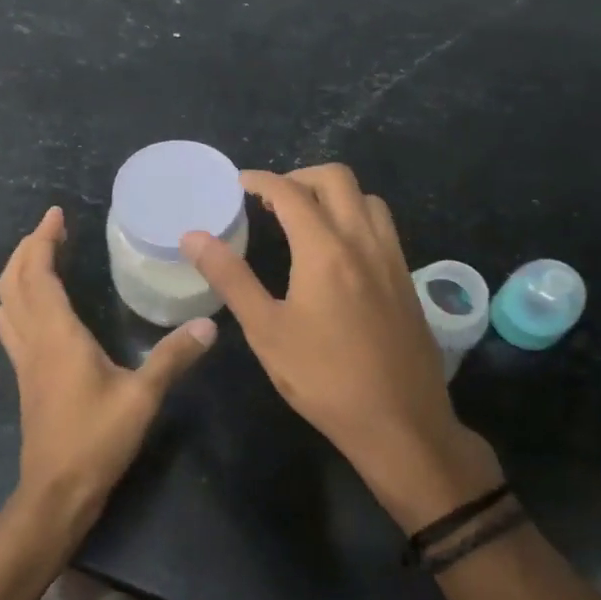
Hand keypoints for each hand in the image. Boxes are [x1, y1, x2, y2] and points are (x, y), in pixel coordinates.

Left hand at [0, 207, 215, 518]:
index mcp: (56, 334)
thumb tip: (208, 325)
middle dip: (28, 249)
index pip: (38, 273)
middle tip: (52, 229)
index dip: (43, 239)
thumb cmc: (96, 440)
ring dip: (19, 273)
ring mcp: (24, 360)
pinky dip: (20, 300)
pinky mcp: (26, 378)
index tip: (57, 214)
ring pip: (7, 303)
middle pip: (13, 281)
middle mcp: (33, 339)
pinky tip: (41, 307)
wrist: (56, 491)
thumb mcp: (142, 397)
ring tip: (42, 258)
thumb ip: (172, 357)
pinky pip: (13, 325)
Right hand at [181, 166, 503, 532]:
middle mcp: (364, 242)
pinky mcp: (407, 280)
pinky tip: (337, 252)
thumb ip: (230, 277)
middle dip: (299, 177)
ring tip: (304, 219)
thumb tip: (193, 236)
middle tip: (270, 199)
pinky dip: (355, 216)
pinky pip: (382, 226)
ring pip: (367, 199)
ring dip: (333, 194)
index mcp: (325, 250)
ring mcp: (392, 259)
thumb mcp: (266, 330)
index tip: (239, 183)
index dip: (261, 180)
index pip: (290, 193)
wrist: (400, 423)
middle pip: (337, 179)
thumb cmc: (323, 378)